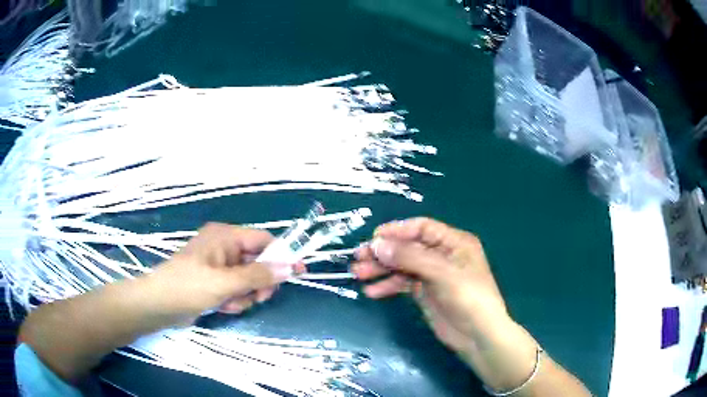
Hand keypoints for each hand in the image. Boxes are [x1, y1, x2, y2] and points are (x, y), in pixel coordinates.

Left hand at [149, 223, 292, 319]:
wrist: (159, 305)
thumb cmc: (189, 286)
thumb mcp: (225, 282)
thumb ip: (258, 275)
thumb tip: (289, 267)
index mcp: (225, 236)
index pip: (263, 240)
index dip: (282, 255)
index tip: (299, 272)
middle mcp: (223, 247)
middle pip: (258, 262)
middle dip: (259, 282)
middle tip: (258, 298)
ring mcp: (218, 265)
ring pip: (248, 280)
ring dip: (245, 295)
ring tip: (230, 304)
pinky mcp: (214, 281)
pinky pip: (236, 289)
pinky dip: (234, 299)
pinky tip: (222, 306)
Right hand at [353, 217, 511, 364]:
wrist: (478, 336)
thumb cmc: (468, 298)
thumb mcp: (442, 274)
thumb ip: (410, 257)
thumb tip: (377, 244)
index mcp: (454, 242)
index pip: (422, 228)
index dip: (397, 231)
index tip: (373, 239)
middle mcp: (442, 255)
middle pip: (409, 247)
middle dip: (384, 252)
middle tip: (358, 258)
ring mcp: (433, 275)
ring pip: (402, 266)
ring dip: (381, 269)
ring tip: (358, 274)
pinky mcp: (425, 292)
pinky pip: (403, 284)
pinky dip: (388, 286)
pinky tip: (372, 291)